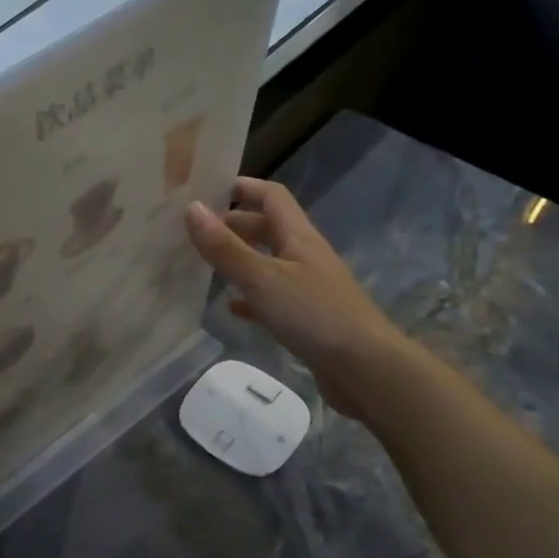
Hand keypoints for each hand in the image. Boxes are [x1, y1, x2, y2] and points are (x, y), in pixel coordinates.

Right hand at [184, 177, 410, 420]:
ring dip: (239, 259)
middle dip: (233, 224)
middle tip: (194, 230)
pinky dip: (249, 296)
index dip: (243, 187)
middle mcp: (304, 255)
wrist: (367, 370)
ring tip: (203, 264)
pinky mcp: (306, 317)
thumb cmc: (314, 315)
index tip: (207, 188)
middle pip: (267, 228)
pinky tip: (230, 307)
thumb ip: (225, 247)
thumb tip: (192, 207)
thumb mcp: (262, 279)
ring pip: (267, 262)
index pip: (271, 196)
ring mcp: (307, 287)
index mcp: (298, 237)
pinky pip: (271, 297)